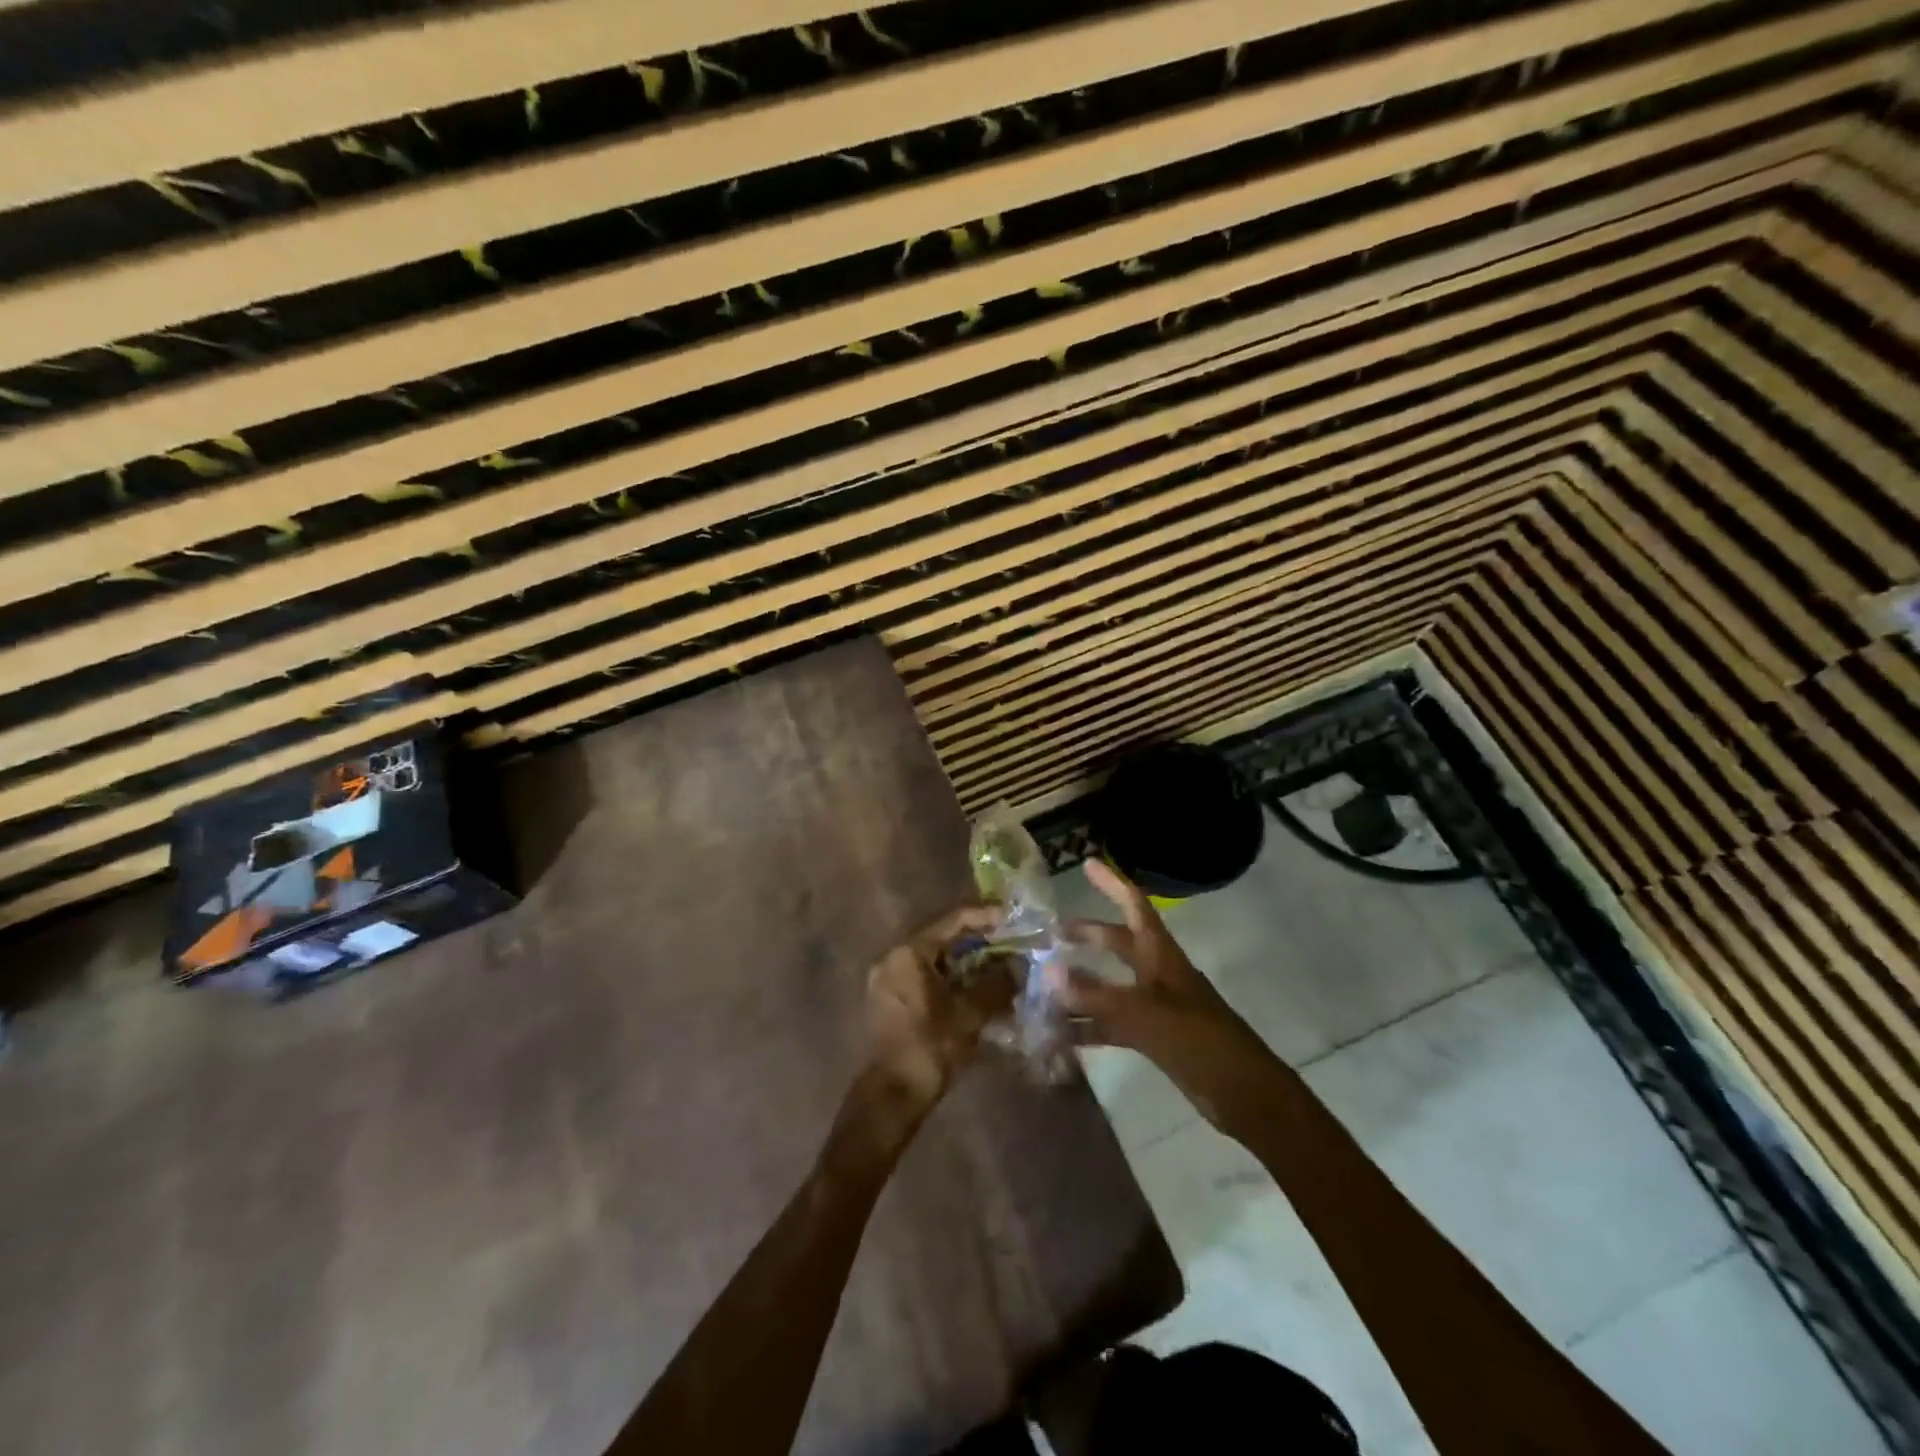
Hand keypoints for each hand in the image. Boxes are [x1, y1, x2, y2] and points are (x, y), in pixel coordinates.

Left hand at [863, 903, 1015, 1114]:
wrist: (892, 1096)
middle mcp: (894, 958)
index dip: (987, 917)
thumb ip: (997, 984)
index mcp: (909, 952)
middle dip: (980, 942)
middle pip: (944, 939)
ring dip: (968, 964)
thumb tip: (1018, 966)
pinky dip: (953, 981)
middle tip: (1012, 944)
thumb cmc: (929, 1047)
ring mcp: (888, 980)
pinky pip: (926, 979)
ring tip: (1001, 969)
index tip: (1014, 917)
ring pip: (936, 962)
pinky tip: (978, 993)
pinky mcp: (890, 1002)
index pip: (954, 920)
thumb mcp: (970, 1013)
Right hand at [1052, 858, 1287, 1132]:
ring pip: (1110, 986)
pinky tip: (1059, 1034)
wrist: (1243, 1093)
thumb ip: (1095, 993)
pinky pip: (1111, 1024)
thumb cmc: (1199, 1040)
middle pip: (1118, 943)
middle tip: (1051, 932)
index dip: (1112, 883)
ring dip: (1081, 984)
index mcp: (1160, 955)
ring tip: (1044, 983)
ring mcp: (1154, 1006)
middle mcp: (1156, 974)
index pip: (1134, 906)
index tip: (1087, 863)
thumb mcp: (1144, 1013)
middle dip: (1087, 934)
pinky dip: (1087, 1026)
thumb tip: (1048, 972)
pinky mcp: (1152, 1037)